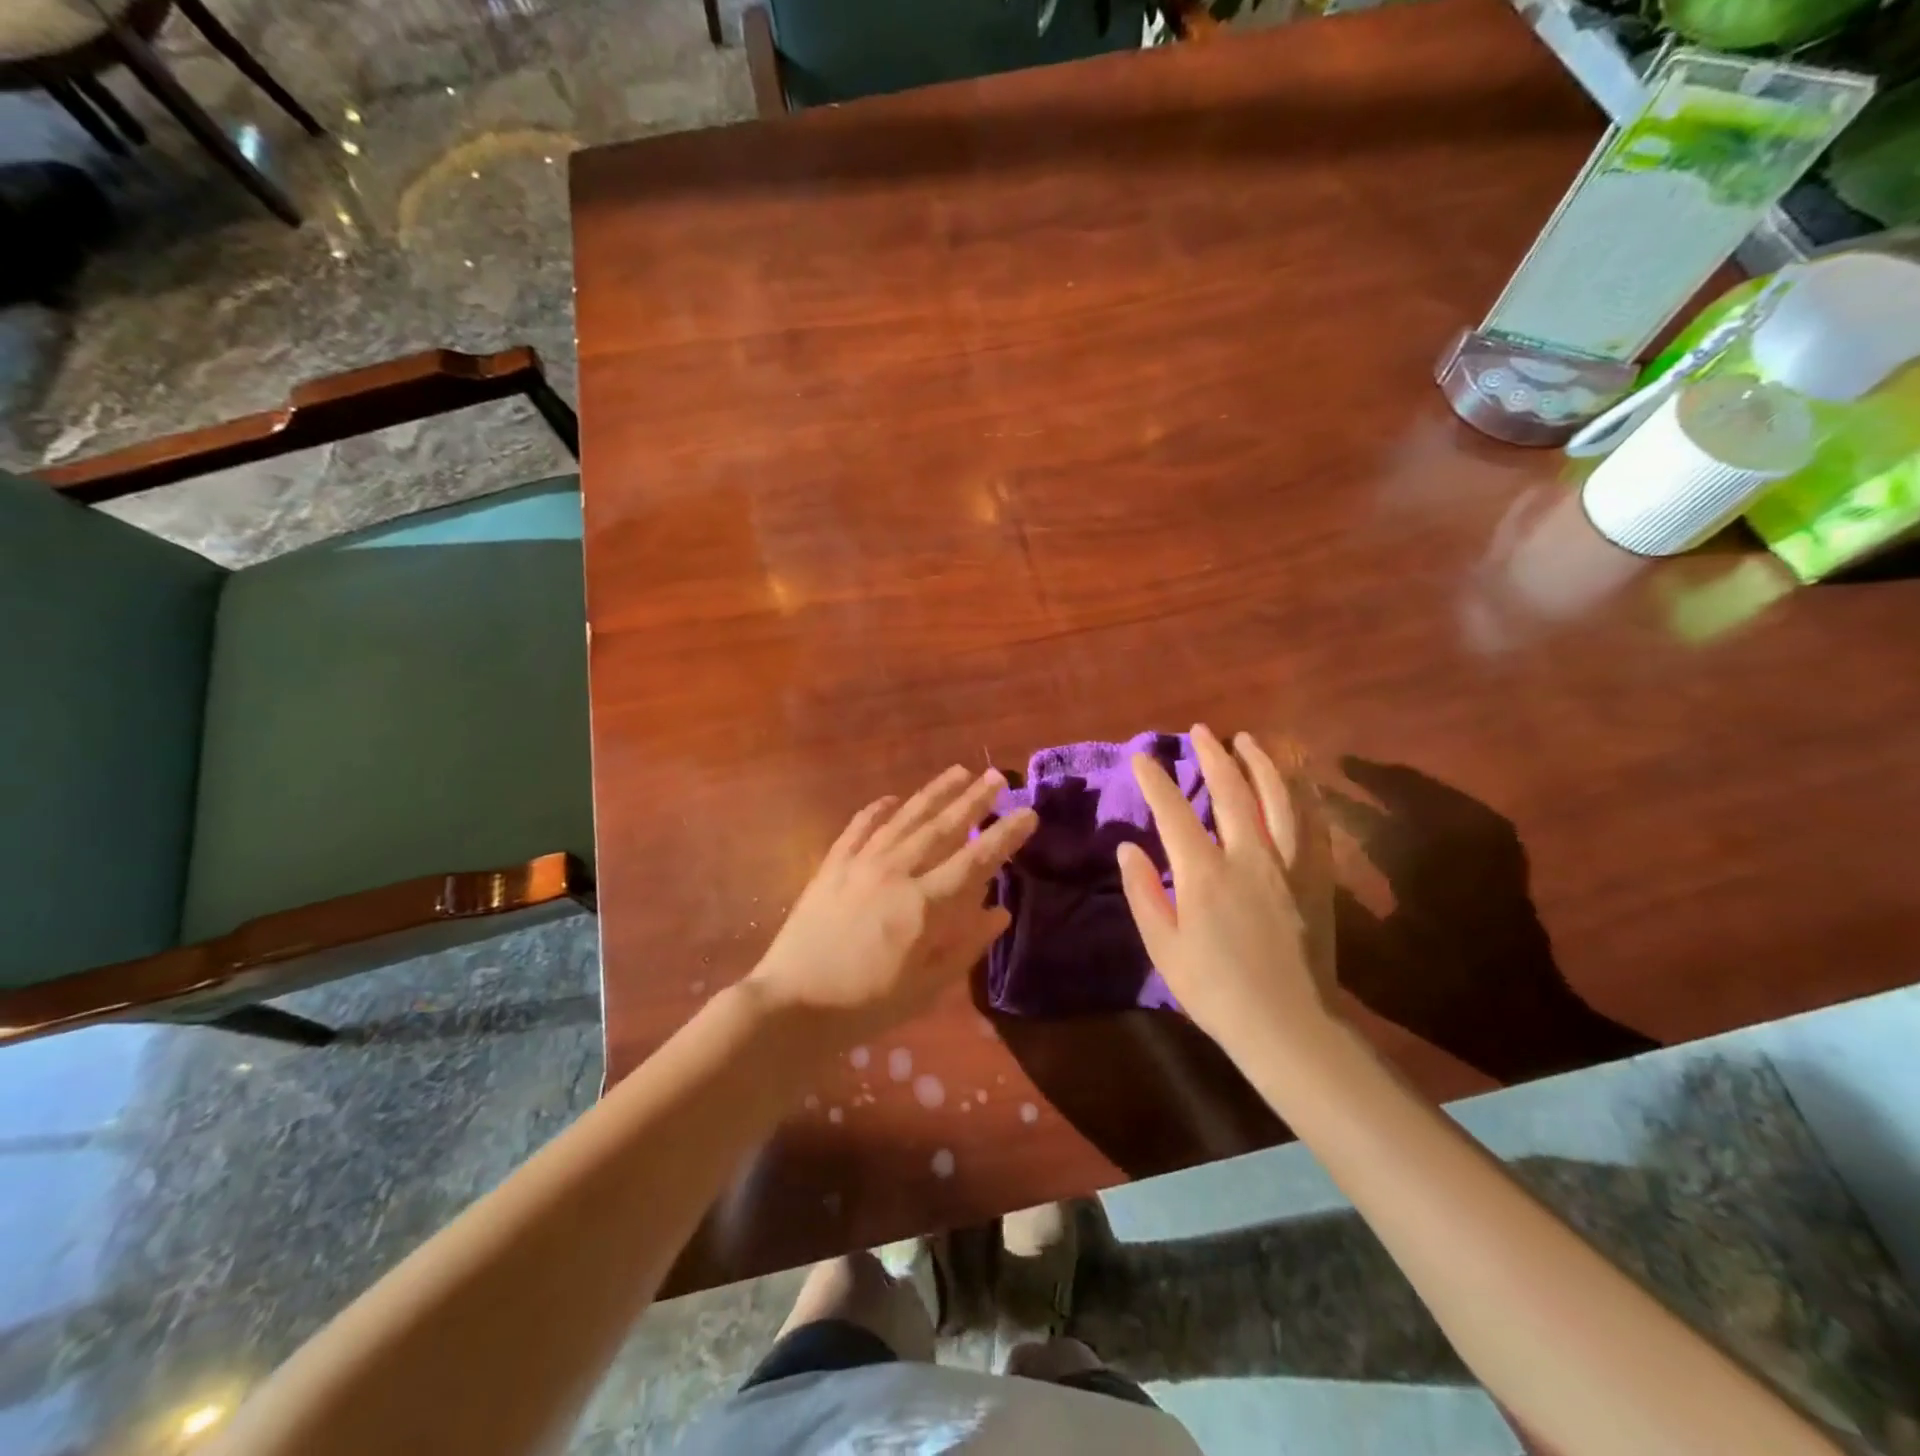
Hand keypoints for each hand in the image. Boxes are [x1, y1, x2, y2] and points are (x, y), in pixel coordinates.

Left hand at [747, 766, 1038, 1038]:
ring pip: (905, 818)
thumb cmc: (866, 1004)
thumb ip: (966, 946)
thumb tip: (1000, 912)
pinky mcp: (832, 865)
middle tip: (996, 776)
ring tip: (958, 772)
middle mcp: (896, 872)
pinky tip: (890, 799)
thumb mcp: (926, 987)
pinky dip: (877, 810)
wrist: (792, 1003)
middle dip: (973, 800)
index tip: (1028, 813)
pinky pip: (859, 828)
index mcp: (924, 904)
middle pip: (942, 828)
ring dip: (934, 794)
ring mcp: (860, 863)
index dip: (1005, 836)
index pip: (975, 861)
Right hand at [1117, 725, 1338, 1059]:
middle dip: (1213, 755)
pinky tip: (1295, 781)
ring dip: (1261, 763)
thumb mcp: (1163, 947)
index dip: (1156, 780)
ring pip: (1278, 798)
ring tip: (1249, 741)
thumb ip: (1144, 892)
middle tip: (1200, 732)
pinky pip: (1312, 825)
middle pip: (1231, 791)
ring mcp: (1288, 865)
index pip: (1174, 811)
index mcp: (1204, 874)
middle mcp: (1249, 857)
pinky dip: (1302, 795)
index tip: (1143, 757)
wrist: (1289, 1025)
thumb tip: (1129, 847)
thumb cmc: (1215, 991)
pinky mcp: (1316, 878)